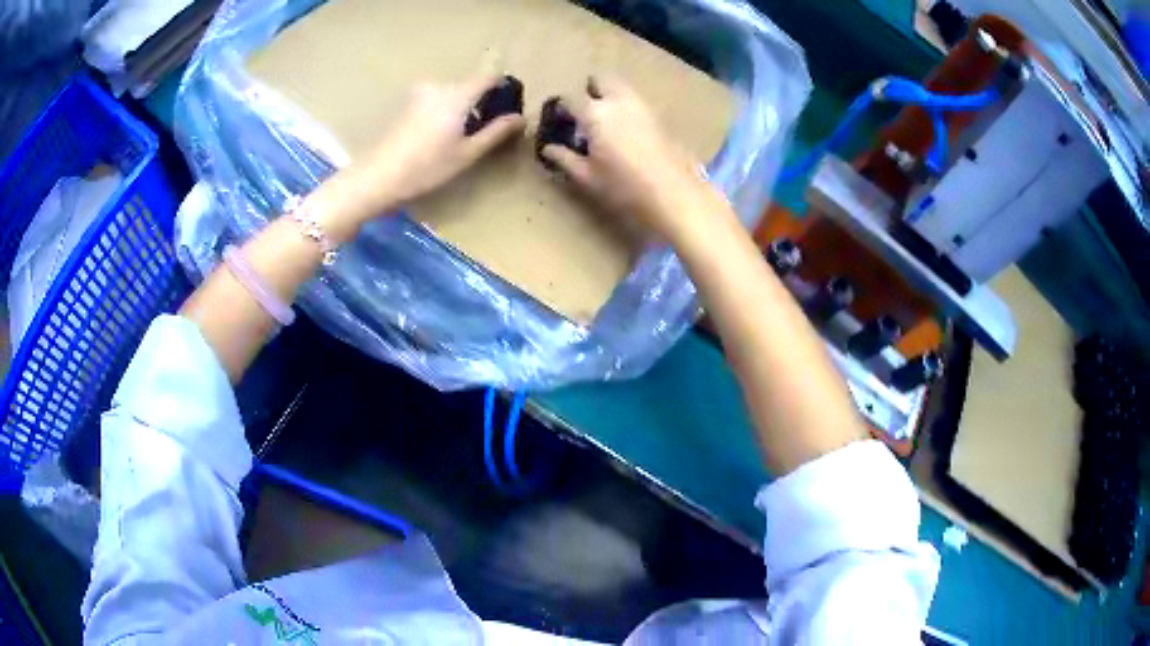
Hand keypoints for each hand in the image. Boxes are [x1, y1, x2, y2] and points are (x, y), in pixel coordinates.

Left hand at [366, 74, 526, 205]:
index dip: (503, 87)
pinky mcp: (406, 105)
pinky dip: (444, 112)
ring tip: (461, 136)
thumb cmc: (427, 166)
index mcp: (457, 94)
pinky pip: (435, 101)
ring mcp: (419, 94)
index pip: (489, 78)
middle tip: (485, 129)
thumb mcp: (467, 153)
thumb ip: (496, 132)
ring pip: (451, 94)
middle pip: (469, 86)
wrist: (379, 175)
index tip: (509, 105)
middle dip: (481, 101)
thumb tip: (521, 117)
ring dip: (461, 108)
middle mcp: (439, 86)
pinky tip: (439, 137)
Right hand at [539, 76, 724, 241]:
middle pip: (600, 79)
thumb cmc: (625, 188)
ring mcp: (642, 106)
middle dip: (589, 89)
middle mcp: (618, 101)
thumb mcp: (587, 177)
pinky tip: (625, 133)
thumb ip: (565, 159)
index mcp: (595, 113)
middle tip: (584, 113)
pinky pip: (636, 101)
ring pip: (621, 88)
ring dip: (609, 96)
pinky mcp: (659, 117)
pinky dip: (626, 107)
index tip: (558, 122)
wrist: (675, 195)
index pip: (569, 98)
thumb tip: (548, 148)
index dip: (561, 108)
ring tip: (604, 124)